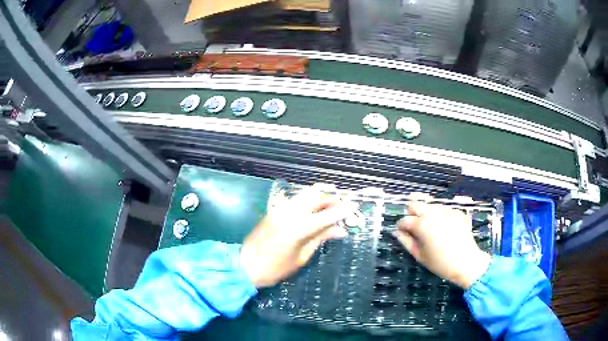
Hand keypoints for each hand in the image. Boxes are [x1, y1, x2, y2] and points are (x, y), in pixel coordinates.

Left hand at [240, 188, 353, 287]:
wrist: (246, 265)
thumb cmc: (276, 268)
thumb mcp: (302, 257)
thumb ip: (320, 239)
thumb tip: (340, 230)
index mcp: (299, 227)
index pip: (327, 213)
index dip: (343, 209)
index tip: (354, 206)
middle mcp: (290, 212)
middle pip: (315, 194)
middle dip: (331, 197)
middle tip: (342, 203)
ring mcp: (280, 208)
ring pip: (304, 194)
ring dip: (319, 196)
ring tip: (330, 206)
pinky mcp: (274, 210)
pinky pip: (295, 199)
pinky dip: (307, 200)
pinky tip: (313, 210)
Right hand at [393, 197, 490, 288]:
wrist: (467, 262)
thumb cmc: (441, 263)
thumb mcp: (420, 256)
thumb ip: (406, 242)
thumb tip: (397, 232)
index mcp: (422, 225)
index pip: (404, 220)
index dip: (401, 226)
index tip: (402, 233)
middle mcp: (434, 213)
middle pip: (415, 203)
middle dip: (411, 213)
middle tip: (415, 227)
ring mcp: (447, 211)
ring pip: (429, 205)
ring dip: (426, 214)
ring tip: (431, 229)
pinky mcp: (457, 212)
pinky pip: (443, 210)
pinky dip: (439, 216)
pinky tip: (444, 229)